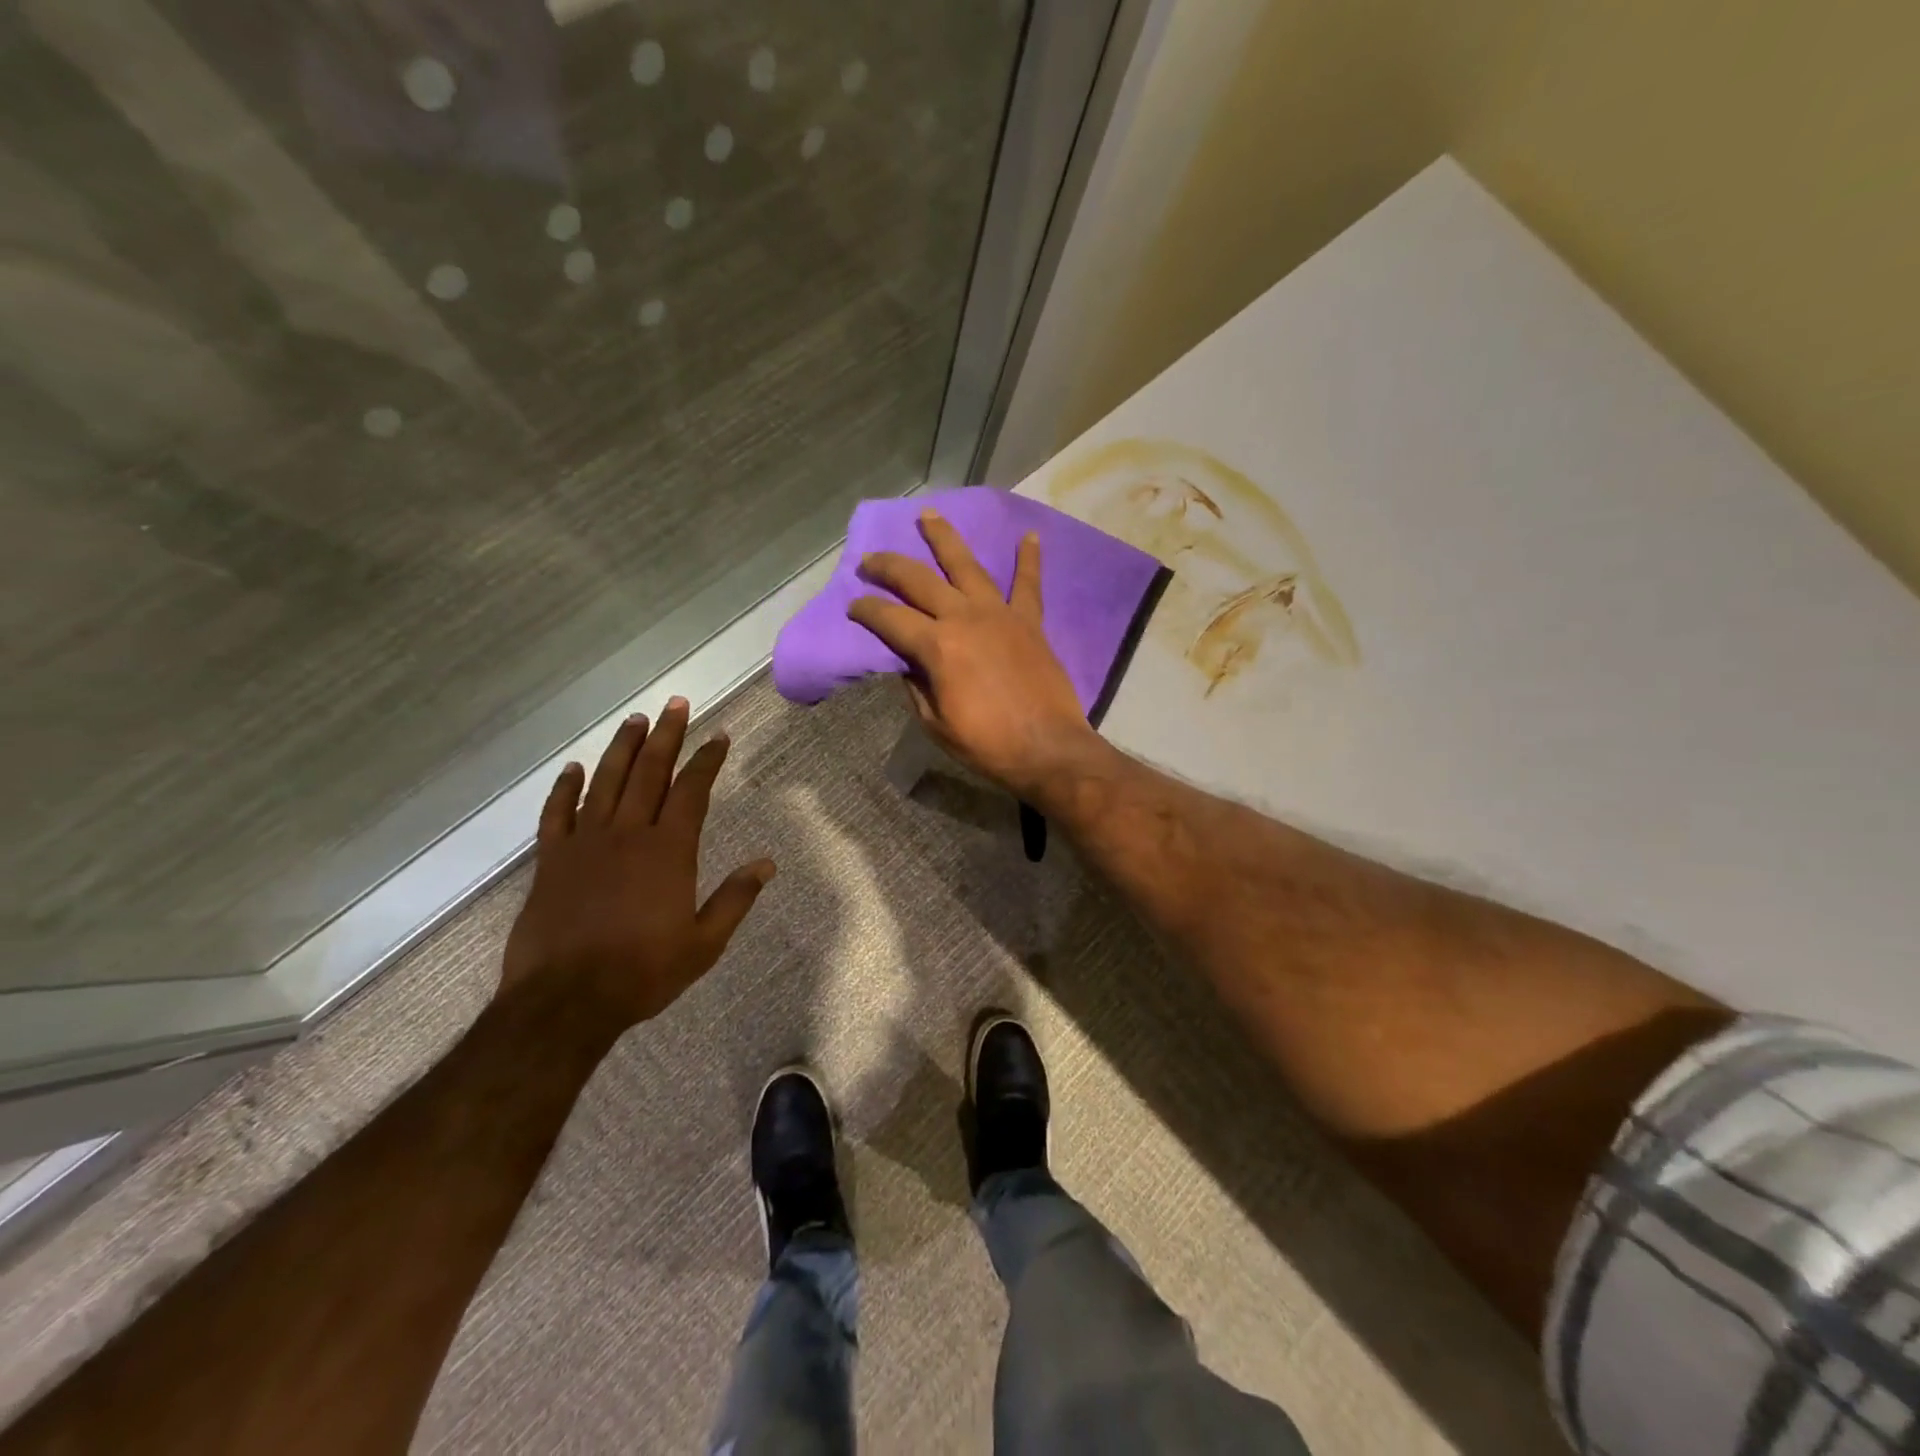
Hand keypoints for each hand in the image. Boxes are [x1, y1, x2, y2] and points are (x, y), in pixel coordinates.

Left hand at [500, 698, 774, 1027]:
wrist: (564, 1001)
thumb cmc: (642, 973)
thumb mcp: (704, 943)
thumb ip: (735, 899)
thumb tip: (767, 864)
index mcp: (668, 851)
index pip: (692, 791)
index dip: (707, 760)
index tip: (719, 735)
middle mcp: (627, 835)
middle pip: (649, 772)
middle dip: (666, 735)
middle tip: (676, 703)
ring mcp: (585, 844)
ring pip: (605, 782)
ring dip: (622, 748)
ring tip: (635, 719)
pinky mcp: (550, 861)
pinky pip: (557, 814)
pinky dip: (565, 788)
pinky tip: (574, 768)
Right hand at [848, 509, 1104, 800]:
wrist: (1048, 749)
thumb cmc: (987, 745)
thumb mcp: (935, 723)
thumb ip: (916, 687)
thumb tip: (907, 663)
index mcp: (937, 646)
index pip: (889, 618)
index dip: (866, 610)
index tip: (853, 605)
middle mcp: (965, 617)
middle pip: (920, 580)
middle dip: (889, 566)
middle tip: (870, 559)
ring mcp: (1001, 614)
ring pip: (967, 565)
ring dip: (945, 538)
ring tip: (928, 514)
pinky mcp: (1030, 622)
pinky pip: (1028, 585)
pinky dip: (1029, 559)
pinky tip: (1029, 536)